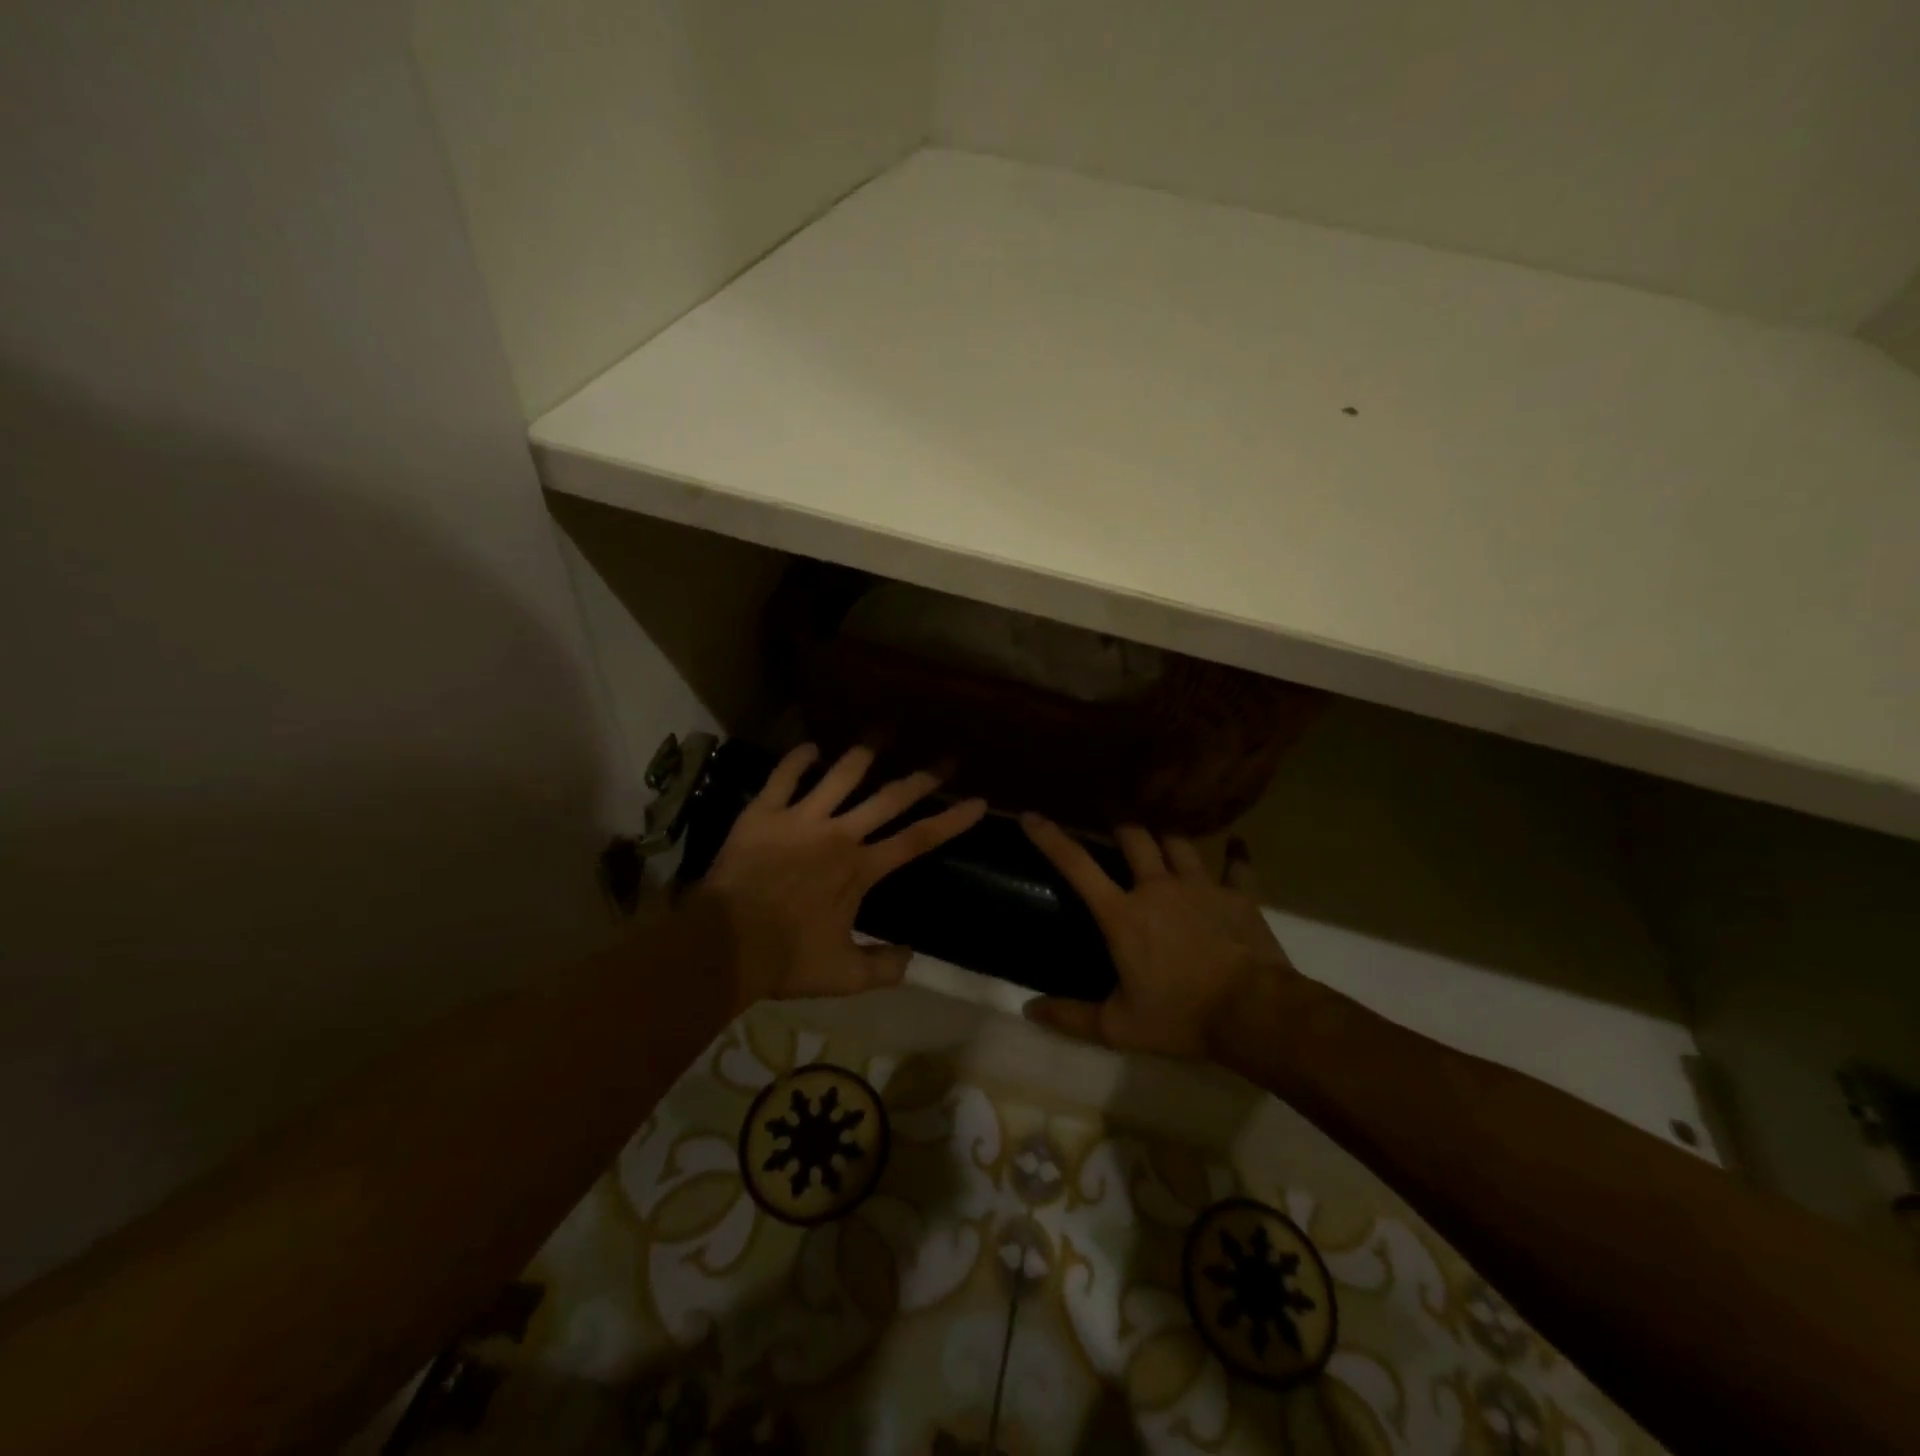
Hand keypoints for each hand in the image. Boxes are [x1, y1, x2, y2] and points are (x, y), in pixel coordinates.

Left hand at [692, 744, 986, 1011]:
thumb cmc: (786, 959)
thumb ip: (884, 968)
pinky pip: (784, 777)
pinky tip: (809, 746)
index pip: (917, 839)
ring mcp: (801, 819)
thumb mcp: (844, 976)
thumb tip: (912, 956)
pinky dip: (797, 759)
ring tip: (884, 730)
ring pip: (841, 775)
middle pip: (889, 798)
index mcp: (860, 869)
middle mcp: (839, 834)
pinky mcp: (764, 813)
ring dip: (865, 751)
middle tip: (947, 759)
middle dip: (923, 778)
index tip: (978, 801)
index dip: (952, 820)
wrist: (725, 942)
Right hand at [1019, 816, 1302, 1058]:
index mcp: (1123, 914)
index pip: (1077, 865)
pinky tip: (1236, 844)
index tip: (1031, 815)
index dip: (1051, 838)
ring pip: (1178, 842)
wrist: (1253, 1013)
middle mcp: (1157, 887)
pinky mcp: (1238, 895)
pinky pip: (1237, 865)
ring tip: (1161, 831)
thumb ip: (1070, 1016)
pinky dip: (1235, 854)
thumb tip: (1029, 1010)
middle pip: (1133, 837)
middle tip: (1113, 824)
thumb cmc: (1180, 1017)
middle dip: (1119, 825)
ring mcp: (1200, 886)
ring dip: (1166, 835)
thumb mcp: (1118, 1026)